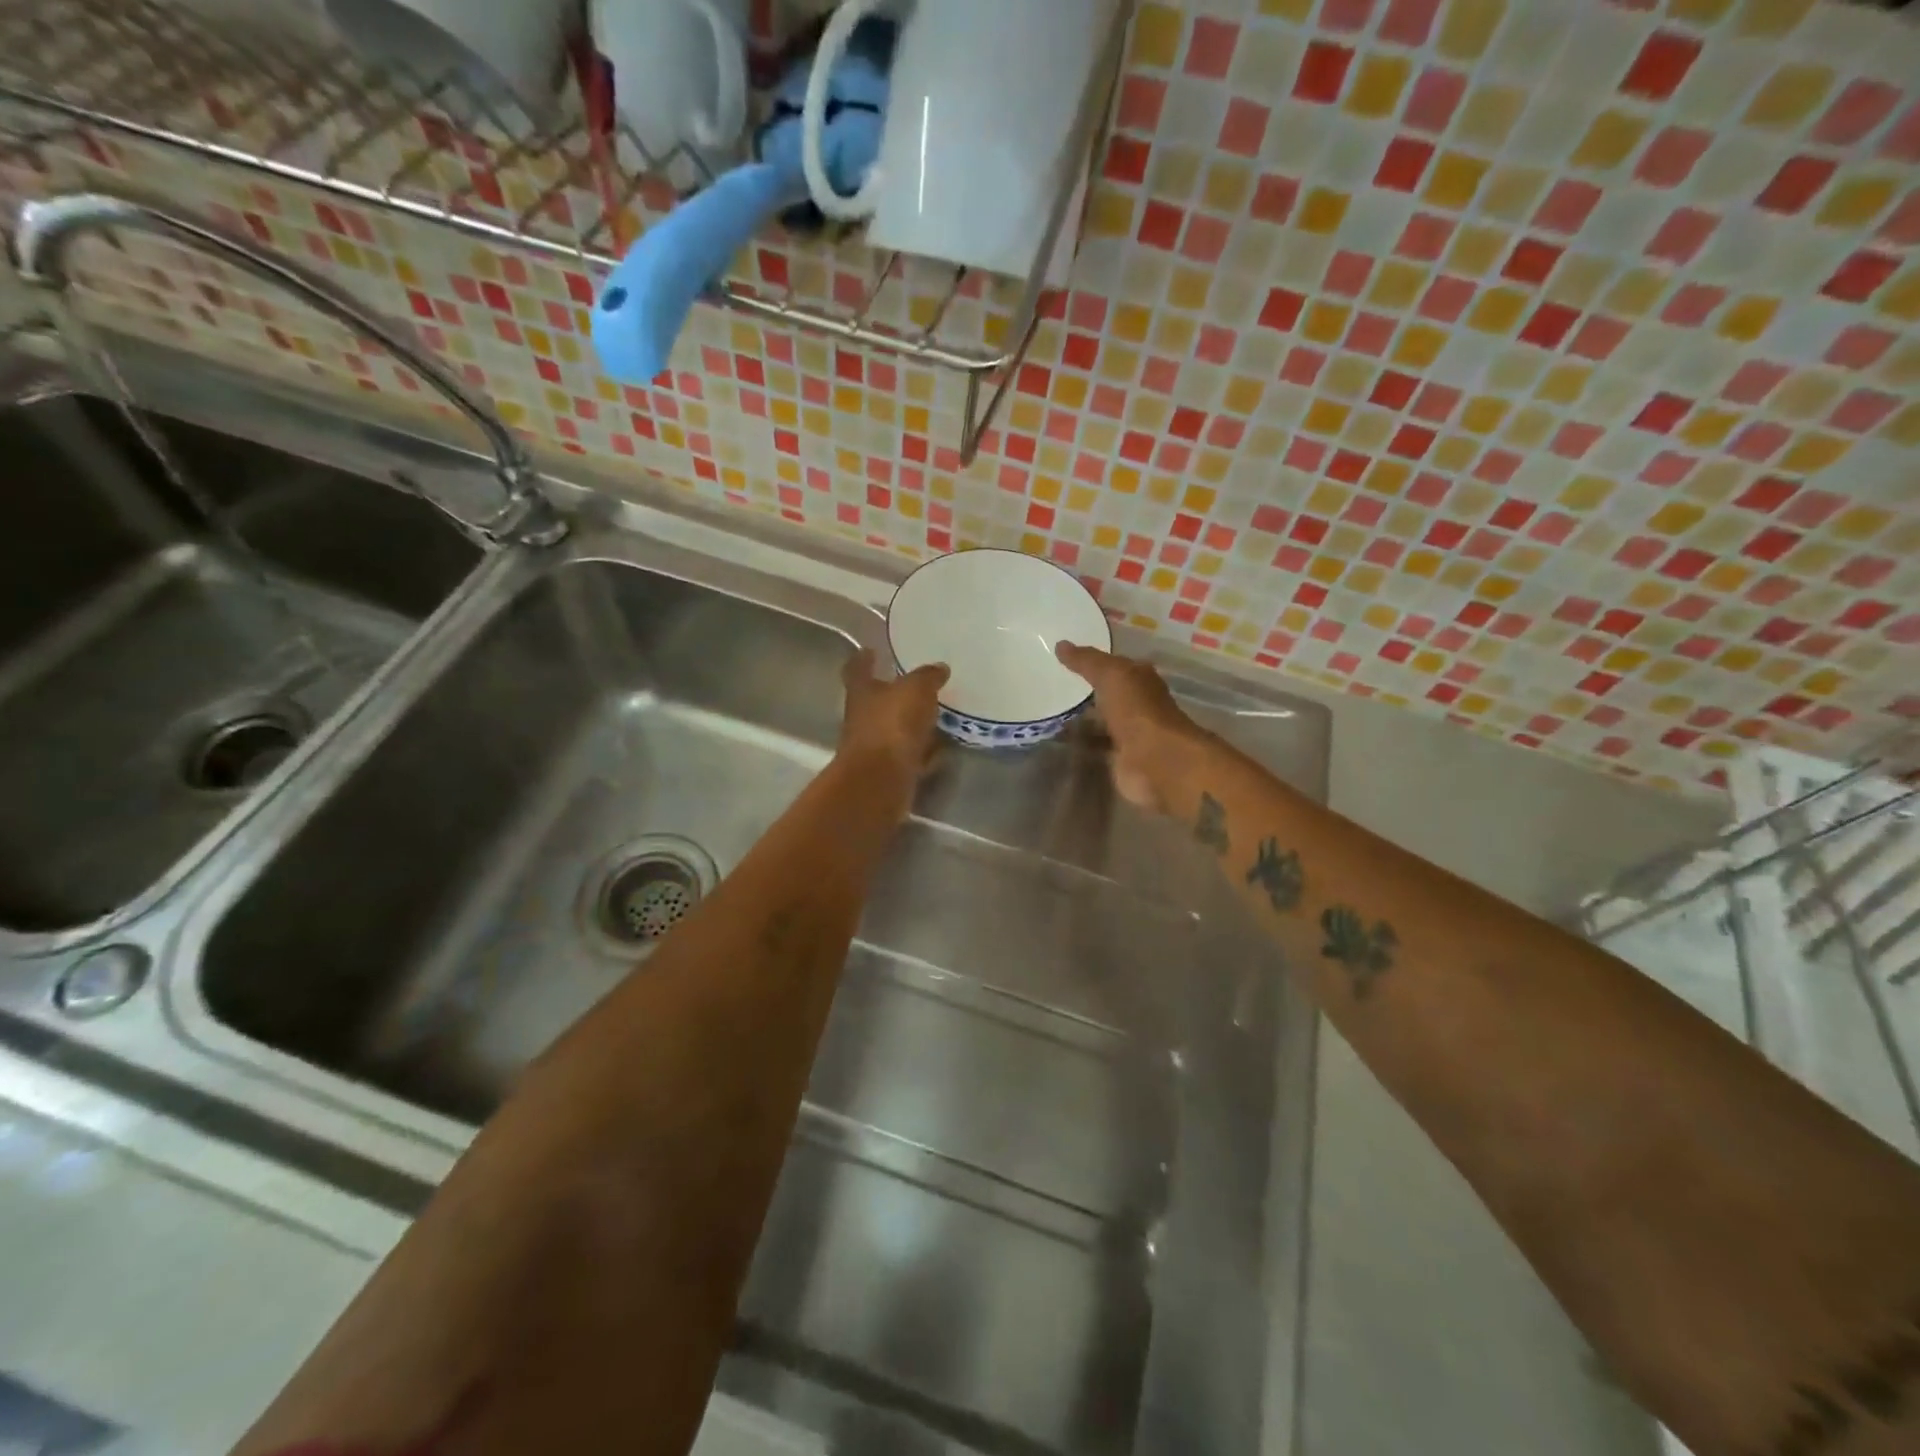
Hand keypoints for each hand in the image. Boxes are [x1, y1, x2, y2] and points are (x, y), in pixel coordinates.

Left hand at [837, 648, 948, 791]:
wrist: (881, 781)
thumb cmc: (891, 725)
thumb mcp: (915, 690)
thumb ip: (927, 677)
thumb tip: (939, 668)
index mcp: (862, 691)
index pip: (858, 668)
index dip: (864, 659)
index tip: (871, 650)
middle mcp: (864, 718)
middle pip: (877, 700)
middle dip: (895, 693)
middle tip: (919, 683)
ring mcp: (876, 747)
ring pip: (896, 729)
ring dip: (912, 723)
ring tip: (937, 713)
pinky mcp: (891, 771)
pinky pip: (911, 754)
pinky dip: (924, 750)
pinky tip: (942, 747)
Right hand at [1056, 643, 1206, 813]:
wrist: (1156, 761)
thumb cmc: (1138, 710)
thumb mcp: (1111, 675)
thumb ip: (1087, 661)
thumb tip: (1060, 644)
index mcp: (1141, 680)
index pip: (1115, 666)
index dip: (1093, 662)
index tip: (1064, 660)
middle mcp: (1137, 706)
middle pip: (1108, 695)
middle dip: (1085, 692)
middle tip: (1050, 687)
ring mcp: (1129, 735)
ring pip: (1100, 723)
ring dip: (1081, 721)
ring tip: (1049, 714)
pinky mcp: (1119, 761)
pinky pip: (1095, 749)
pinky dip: (1080, 746)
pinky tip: (1057, 742)